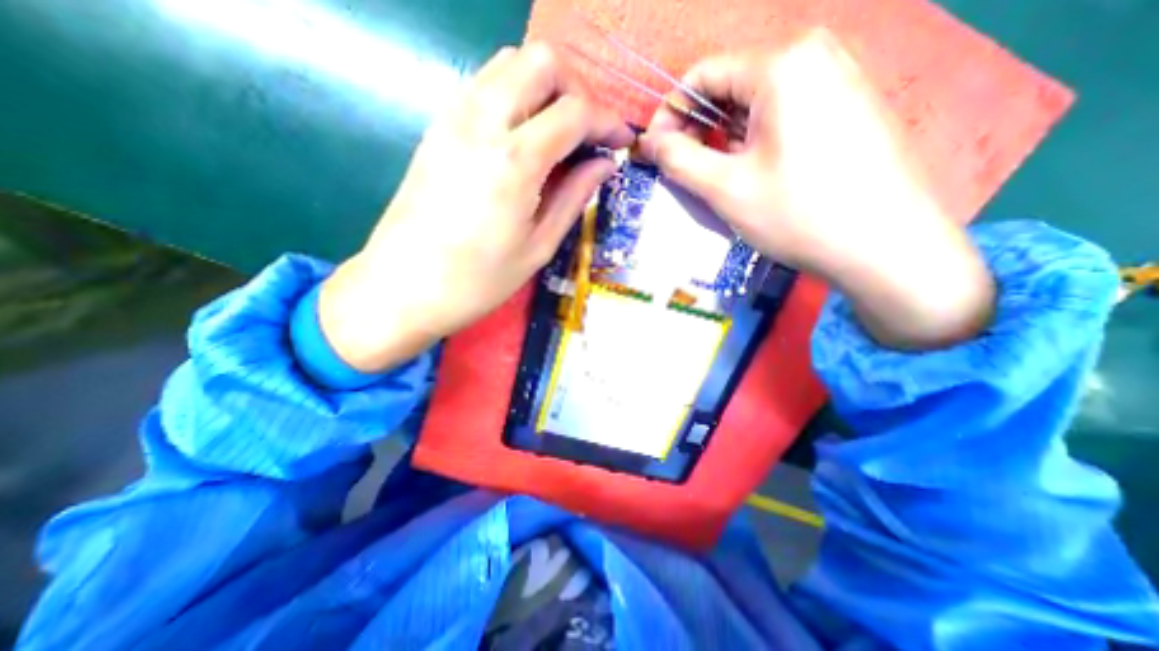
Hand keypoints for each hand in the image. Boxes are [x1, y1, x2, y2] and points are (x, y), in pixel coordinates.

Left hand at [314, 44, 633, 371]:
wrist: (403, 288)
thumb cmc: (478, 280)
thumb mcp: (538, 247)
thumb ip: (574, 197)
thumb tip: (604, 164)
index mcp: (514, 161)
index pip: (575, 111)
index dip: (608, 121)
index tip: (622, 141)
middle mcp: (482, 122)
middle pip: (542, 62)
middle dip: (578, 90)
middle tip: (589, 133)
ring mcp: (453, 118)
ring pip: (510, 63)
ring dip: (546, 88)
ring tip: (561, 133)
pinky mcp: (438, 126)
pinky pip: (485, 85)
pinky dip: (516, 96)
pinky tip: (525, 136)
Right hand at [637, 34, 990, 348]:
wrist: (885, 245)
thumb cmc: (798, 214)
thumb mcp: (724, 188)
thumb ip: (678, 159)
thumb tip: (648, 142)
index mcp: (781, 65)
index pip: (701, 76)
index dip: (670, 115)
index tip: (656, 152)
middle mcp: (814, 54)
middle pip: (729, 87)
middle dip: (699, 130)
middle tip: (687, 172)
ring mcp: (838, 77)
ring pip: (755, 102)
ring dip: (726, 138)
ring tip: (722, 178)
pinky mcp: (849, 103)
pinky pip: (784, 112)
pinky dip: (756, 139)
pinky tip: (758, 172)